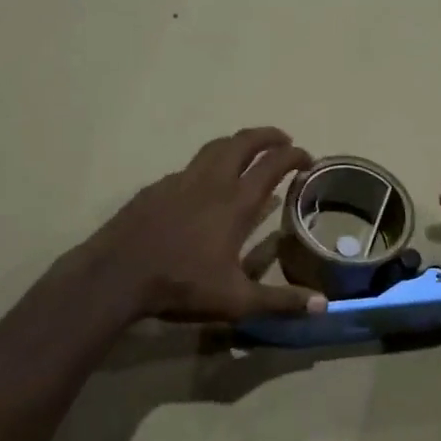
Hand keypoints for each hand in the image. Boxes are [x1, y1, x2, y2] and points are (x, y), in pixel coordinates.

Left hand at [69, 127, 327, 323]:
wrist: (117, 274)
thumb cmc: (181, 285)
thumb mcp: (236, 300)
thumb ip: (280, 301)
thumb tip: (323, 305)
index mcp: (236, 203)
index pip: (272, 165)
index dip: (293, 156)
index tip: (307, 158)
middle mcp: (211, 183)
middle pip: (243, 143)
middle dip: (267, 136)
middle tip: (283, 140)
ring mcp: (180, 181)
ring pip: (214, 148)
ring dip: (237, 143)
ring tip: (247, 151)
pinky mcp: (156, 188)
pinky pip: (189, 167)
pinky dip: (207, 165)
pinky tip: (204, 185)